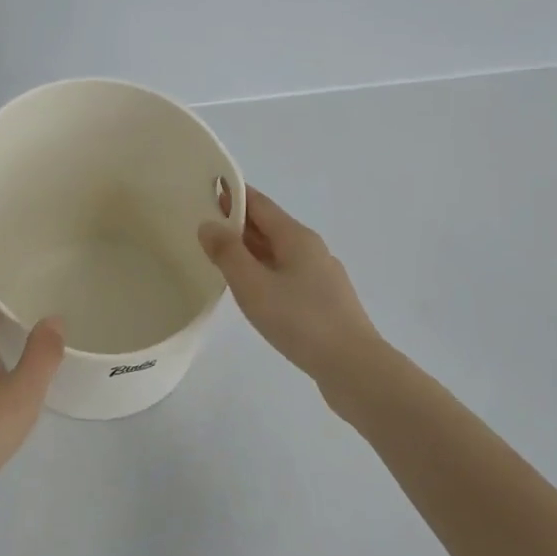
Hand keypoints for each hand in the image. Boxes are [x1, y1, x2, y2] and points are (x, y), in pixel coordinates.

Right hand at [199, 186, 382, 383]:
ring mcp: (321, 276)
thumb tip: (208, 225)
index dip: (233, 194)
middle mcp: (311, 249)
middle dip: (238, 222)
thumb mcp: (252, 285)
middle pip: (269, 226)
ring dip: (249, 249)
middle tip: (203, 222)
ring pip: (278, 252)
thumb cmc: (299, 320)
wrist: (353, 366)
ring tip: (219, 255)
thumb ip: (227, 253)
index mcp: (296, 237)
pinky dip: (263, 271)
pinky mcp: (323, 302)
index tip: (206, 188)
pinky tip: (251, 289)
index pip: (259, 204)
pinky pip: (286, 274)